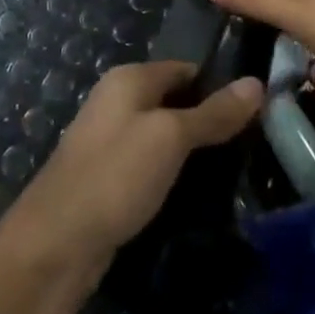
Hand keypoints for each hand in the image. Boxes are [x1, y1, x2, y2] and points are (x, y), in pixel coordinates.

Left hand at [10, 61, 263, 279]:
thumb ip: (213, 113)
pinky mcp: (109, 179)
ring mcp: (110, 141)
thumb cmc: (115, 176)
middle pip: (175, 101)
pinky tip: (198, 195)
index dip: (221, 85)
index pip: (187, 69)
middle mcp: (117, 101)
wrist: (55, 244)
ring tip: (236, 171)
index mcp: (128, 79)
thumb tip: (257, 83)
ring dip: (193, 152)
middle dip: (210, 121)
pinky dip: (173, 175)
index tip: (259, 110)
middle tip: (254, 144)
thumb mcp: (171, 138)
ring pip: (164, 137)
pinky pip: (151, 166)